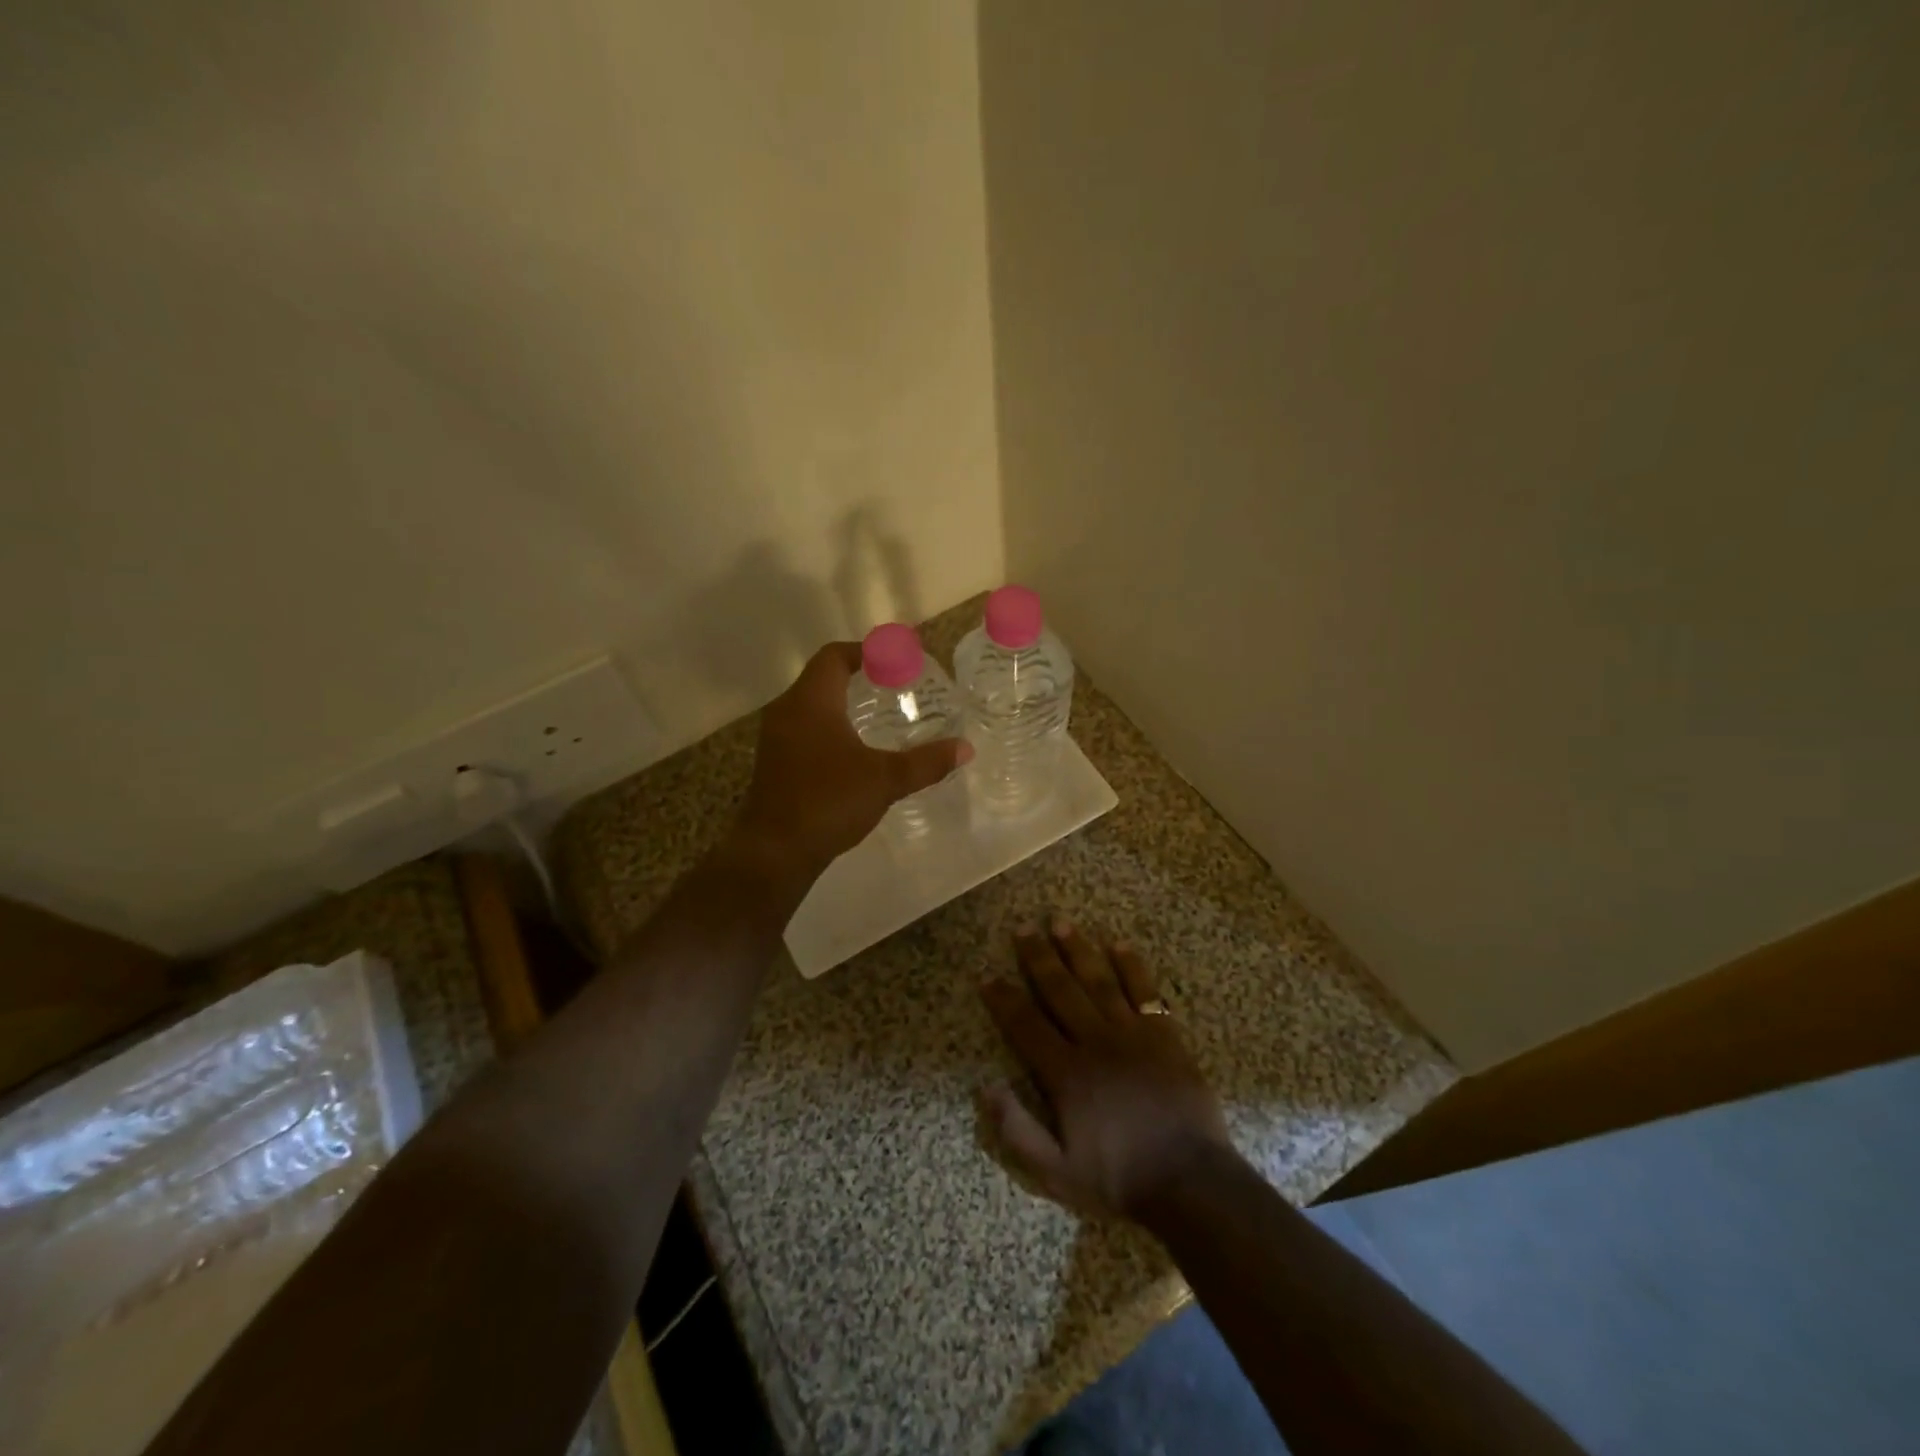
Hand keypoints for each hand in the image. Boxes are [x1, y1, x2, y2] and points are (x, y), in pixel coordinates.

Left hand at [734, 640, 971, 880]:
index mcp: (811, 701)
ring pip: (811, 705)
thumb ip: (926, 762)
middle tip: (895, 686)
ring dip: (842, 704)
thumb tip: (965, 748)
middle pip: (822, 677)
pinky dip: (830, 727)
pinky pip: (804, 729)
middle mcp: (787, 711)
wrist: (774, 851)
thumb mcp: (885, 780)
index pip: (834, 656)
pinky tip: (854, 751)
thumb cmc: (828, 802)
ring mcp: (776, 738)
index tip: (895, 658)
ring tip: (880, 716)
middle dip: (857, 677)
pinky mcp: (774, 762)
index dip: (865, 651)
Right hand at [979, 920, 1232, 1219]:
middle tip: (1023, 928)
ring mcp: (1133, 1035)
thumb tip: (984, 1087)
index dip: (1004, 1000)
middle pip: (1060, 990)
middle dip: (1038, 958)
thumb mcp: (1056, 1172)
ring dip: (1078, 951)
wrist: (1191, 1182)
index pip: (1026, 1025)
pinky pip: (1145, 992)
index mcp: (1066, 1073)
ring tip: (1061, 924)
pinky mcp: (1165, 1036)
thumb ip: (1017, 1131)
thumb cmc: (1120, 1179)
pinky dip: (1132, 967)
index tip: (987, 976)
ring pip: (1099, 981)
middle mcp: (1095, 1042)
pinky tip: (1119, 945)